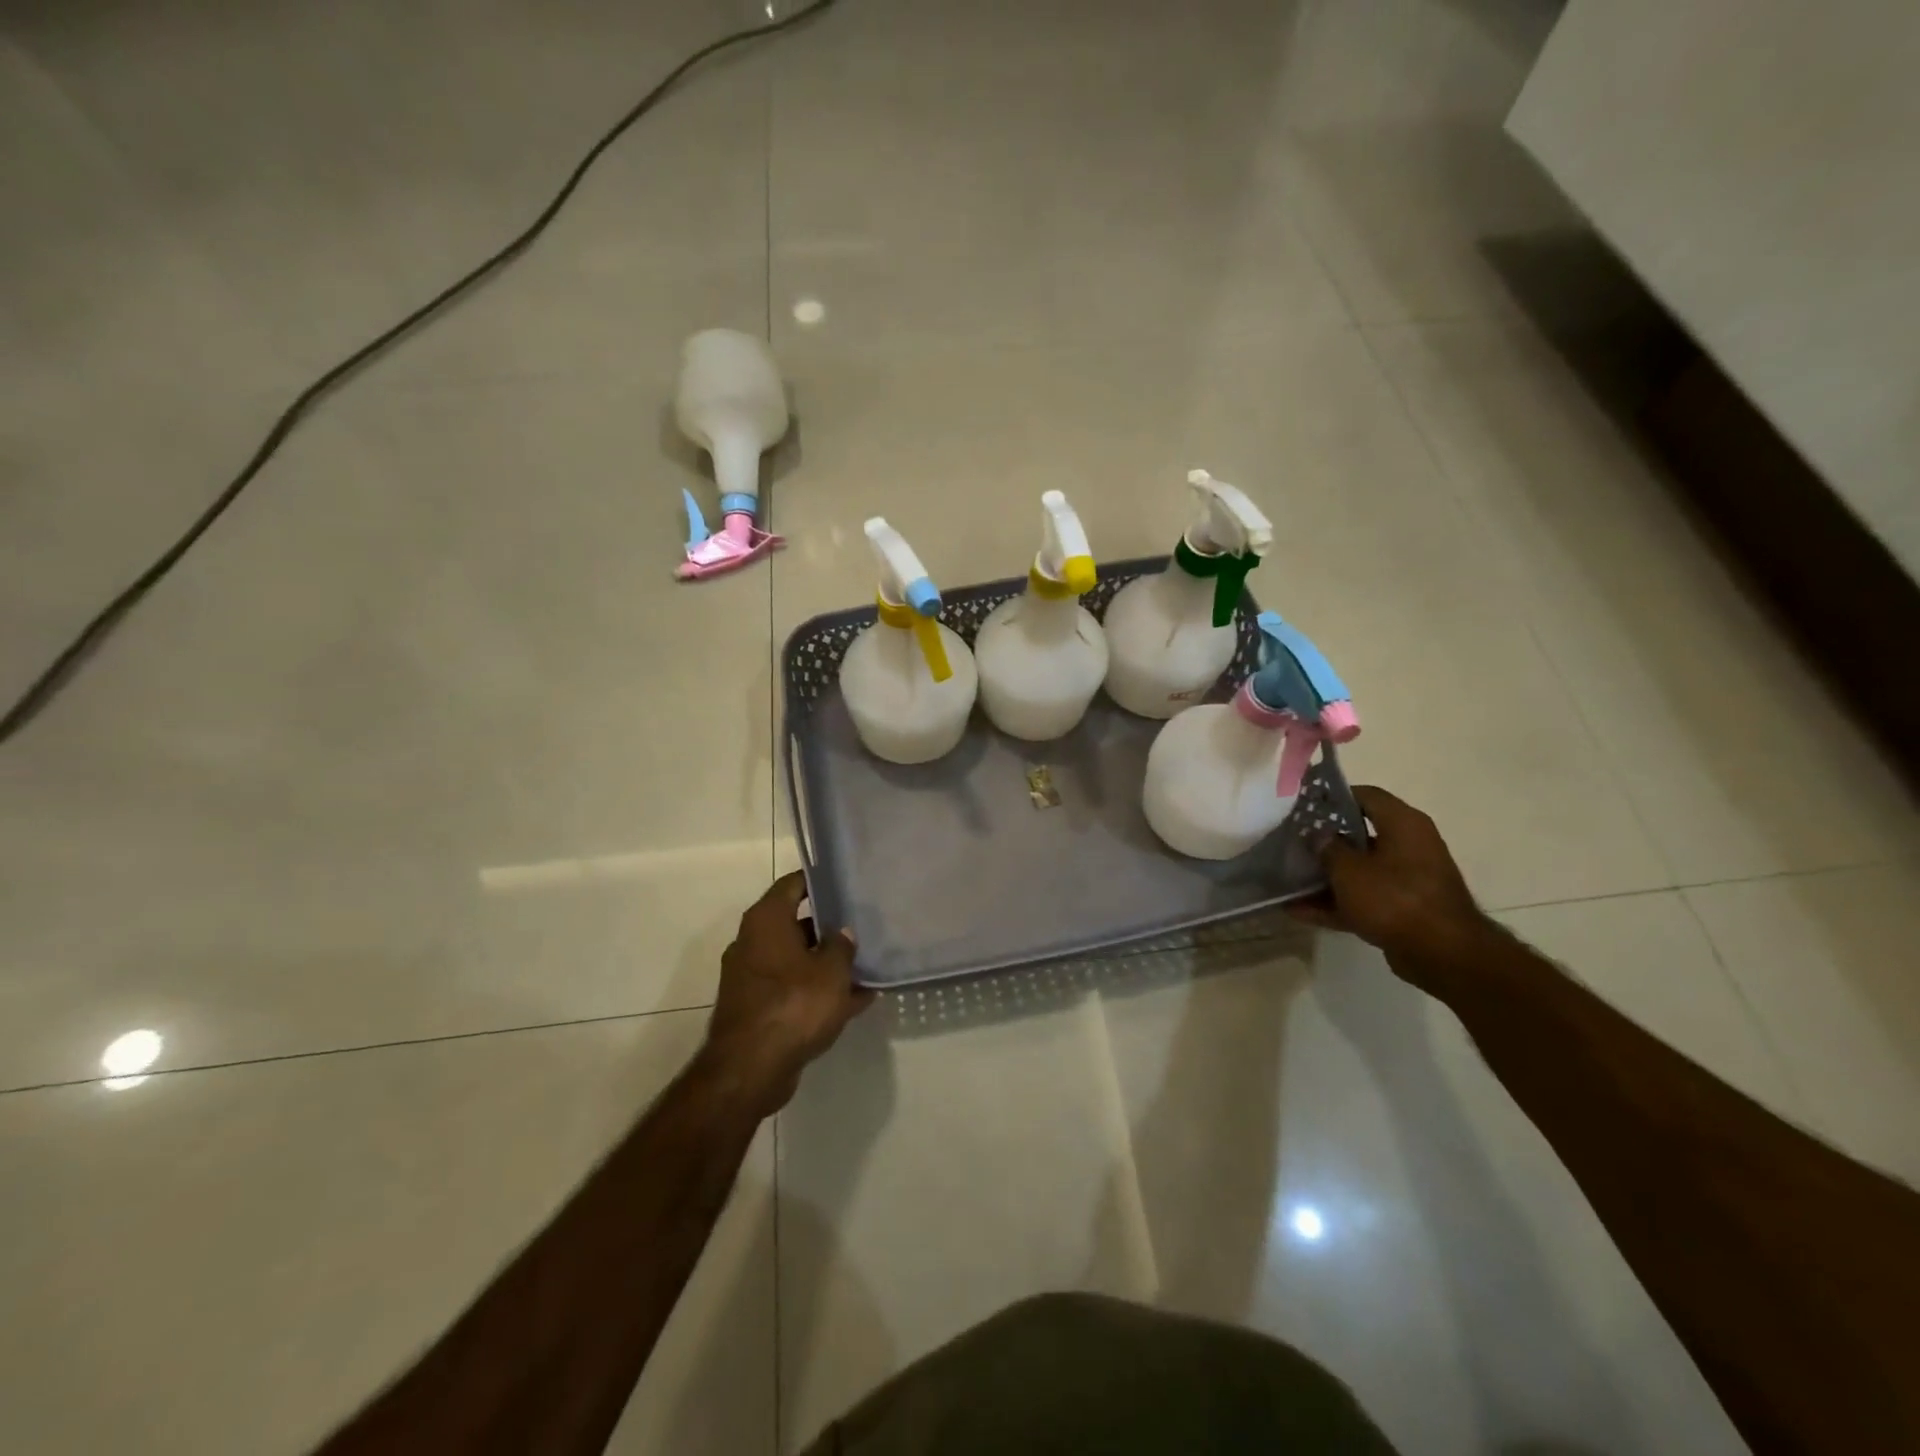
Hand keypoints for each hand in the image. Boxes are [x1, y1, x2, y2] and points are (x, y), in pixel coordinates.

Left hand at [700, 872, 874, 1117]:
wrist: (750, 1070)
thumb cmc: (793, 1004)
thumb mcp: (831, 971)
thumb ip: (842, 946)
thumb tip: (843, 932)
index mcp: (766, 921)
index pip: (793, 884)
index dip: (819, 880)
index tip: (845, 882)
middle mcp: (752, 942)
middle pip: (795, 923)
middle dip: (828, 927)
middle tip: (862, 925)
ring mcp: (751, 977)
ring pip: (796, 960)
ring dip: (826, 964)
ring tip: (865, 965)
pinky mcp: (756, 1008)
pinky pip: (793, 989)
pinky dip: (818, 992)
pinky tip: (855, 1001)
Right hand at [1289, 786, 1486, 962]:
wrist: (1443, 955)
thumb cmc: (1395, 898)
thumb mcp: (1349, 869)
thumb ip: (1327, 847)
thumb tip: (1317, 834)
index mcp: (1403, 824)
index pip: (1365, 795)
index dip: (1333, 796)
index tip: (1303, 804)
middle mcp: (1408, 846)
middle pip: (1358, 835)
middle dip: (1324, 842)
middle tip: (1291, 842)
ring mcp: (1406, 880)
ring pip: (1358, 870)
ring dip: (1325, 877)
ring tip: (1288, 880)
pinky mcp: (1402, 909)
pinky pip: (1362, 899)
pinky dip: (1335, 903)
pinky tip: (1298, 911)